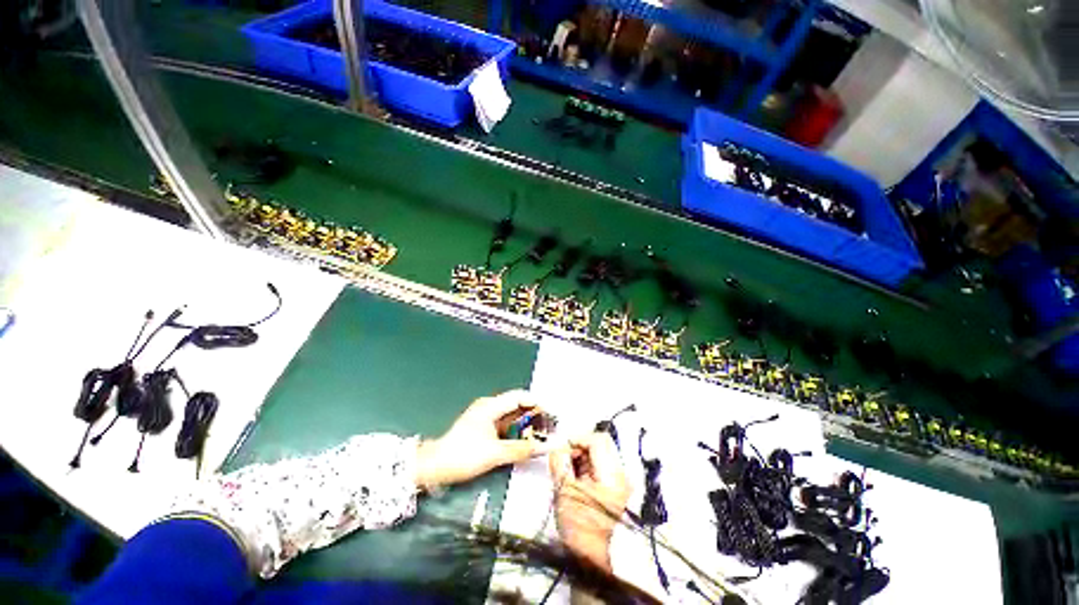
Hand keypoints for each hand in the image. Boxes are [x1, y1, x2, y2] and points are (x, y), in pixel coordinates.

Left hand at [415, 390, 551, 490]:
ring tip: (542, 432)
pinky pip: (505, 424)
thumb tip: (545, 447)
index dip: (537, 402)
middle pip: (517, 404)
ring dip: (526, 423)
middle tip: (549, 425)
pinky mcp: (483, 427)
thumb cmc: (463, 455)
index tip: (552, 413)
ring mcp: (485, 416)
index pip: (519, 397)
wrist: (435, 467)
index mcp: (491, 406)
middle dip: (534, 413)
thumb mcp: (495, 454)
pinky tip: (525, 438)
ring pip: (512, 415)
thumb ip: (522, 449)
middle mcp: (489, 407)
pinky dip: (517, 429)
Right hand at [549, 433, 630, 571]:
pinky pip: (600, 465)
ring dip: (582, 455)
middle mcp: (620, 475)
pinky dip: (586, 465)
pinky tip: (575, 477)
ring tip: (568, 469)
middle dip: (580, 446)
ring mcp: (619, 481)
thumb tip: (557, 444)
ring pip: (600, 453)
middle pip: (601, 444)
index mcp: (612, 475)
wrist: (592, 557)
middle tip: (565, 458)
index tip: (563, 447)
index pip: (597, 440)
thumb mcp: (563, 490)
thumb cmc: (578, 526)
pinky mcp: (615, 487)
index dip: (577, 439)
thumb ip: (559, 462)